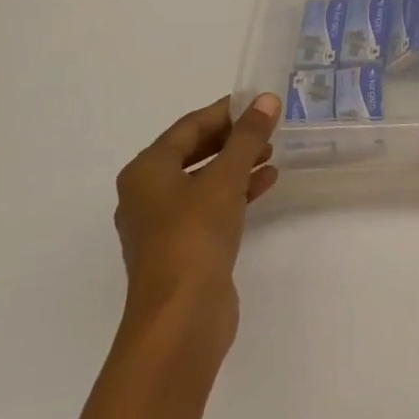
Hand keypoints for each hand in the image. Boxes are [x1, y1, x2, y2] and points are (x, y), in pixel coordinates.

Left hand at [112, 94, 280, 356]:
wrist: (180, 319)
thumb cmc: (194, 236)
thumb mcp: (225, 178)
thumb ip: (248, 137)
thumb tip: (267, 98)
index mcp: (146, 171)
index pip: (189, 126)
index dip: (225, 112)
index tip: (258, 102)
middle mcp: (147, 194)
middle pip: (194, 152)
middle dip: (232, 139)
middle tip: (268, 127)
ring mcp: (163, 225)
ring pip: (203, 181)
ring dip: (237, 165)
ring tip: (272, 154)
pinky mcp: (182, 249)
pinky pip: (210, 207)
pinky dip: (236, 193)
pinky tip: (266, 184)